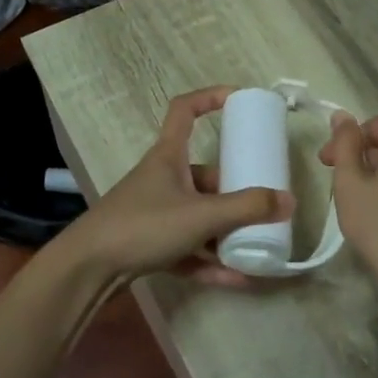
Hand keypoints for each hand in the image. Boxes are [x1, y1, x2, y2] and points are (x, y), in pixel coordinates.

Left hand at [61, 86, 290, 287]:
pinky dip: (212, 261)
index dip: (210, 98)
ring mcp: (155, 213)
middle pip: (205, 175)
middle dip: (235, 190)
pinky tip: (239, 279)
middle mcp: (163, 179)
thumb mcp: (201, 214)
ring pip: (199, 215)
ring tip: (259, 245)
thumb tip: (289, 201)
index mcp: (169, 157)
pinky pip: (189, 249)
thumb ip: (247, 209)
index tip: (239, 99)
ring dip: (227, 231)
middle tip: (265, 203)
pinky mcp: (150, 244)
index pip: (185, 110)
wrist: (89, 268)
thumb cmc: (143, 225)